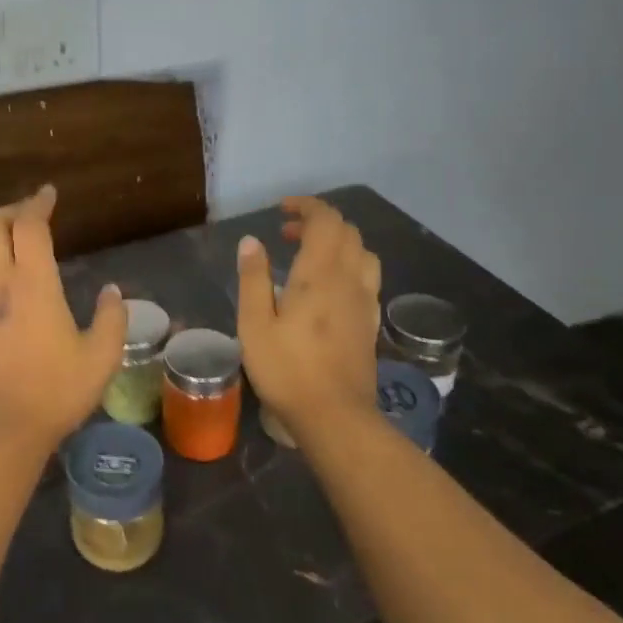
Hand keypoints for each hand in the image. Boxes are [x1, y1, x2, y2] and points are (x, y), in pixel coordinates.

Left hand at [0, 185, 126, 454]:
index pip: (28, 226)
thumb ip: (112, 318)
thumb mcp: (102, 357)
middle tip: (29, 214)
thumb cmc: (57, 391)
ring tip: (3, 238)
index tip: (49, 194)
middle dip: (10, 212)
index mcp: (33, 285)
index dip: (38, 204)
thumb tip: (111, 291)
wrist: (4, 430)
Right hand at [237, 197, 381, 438]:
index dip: (306, 206)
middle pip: (347, 231)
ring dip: (338, 242)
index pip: (325, 220)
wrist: (335, 415)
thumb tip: (252, 241)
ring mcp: (365, 301)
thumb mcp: (254, 324)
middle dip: (318, 222)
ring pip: (363, 252)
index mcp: (319, 274)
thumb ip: (253, 278)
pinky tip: (329, 287)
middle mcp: (349, 279)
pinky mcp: (371, 321)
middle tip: (287, 235)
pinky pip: (367, 277)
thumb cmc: (287, 369)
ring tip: (310, 256)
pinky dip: (349, 265)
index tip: (282, 210)